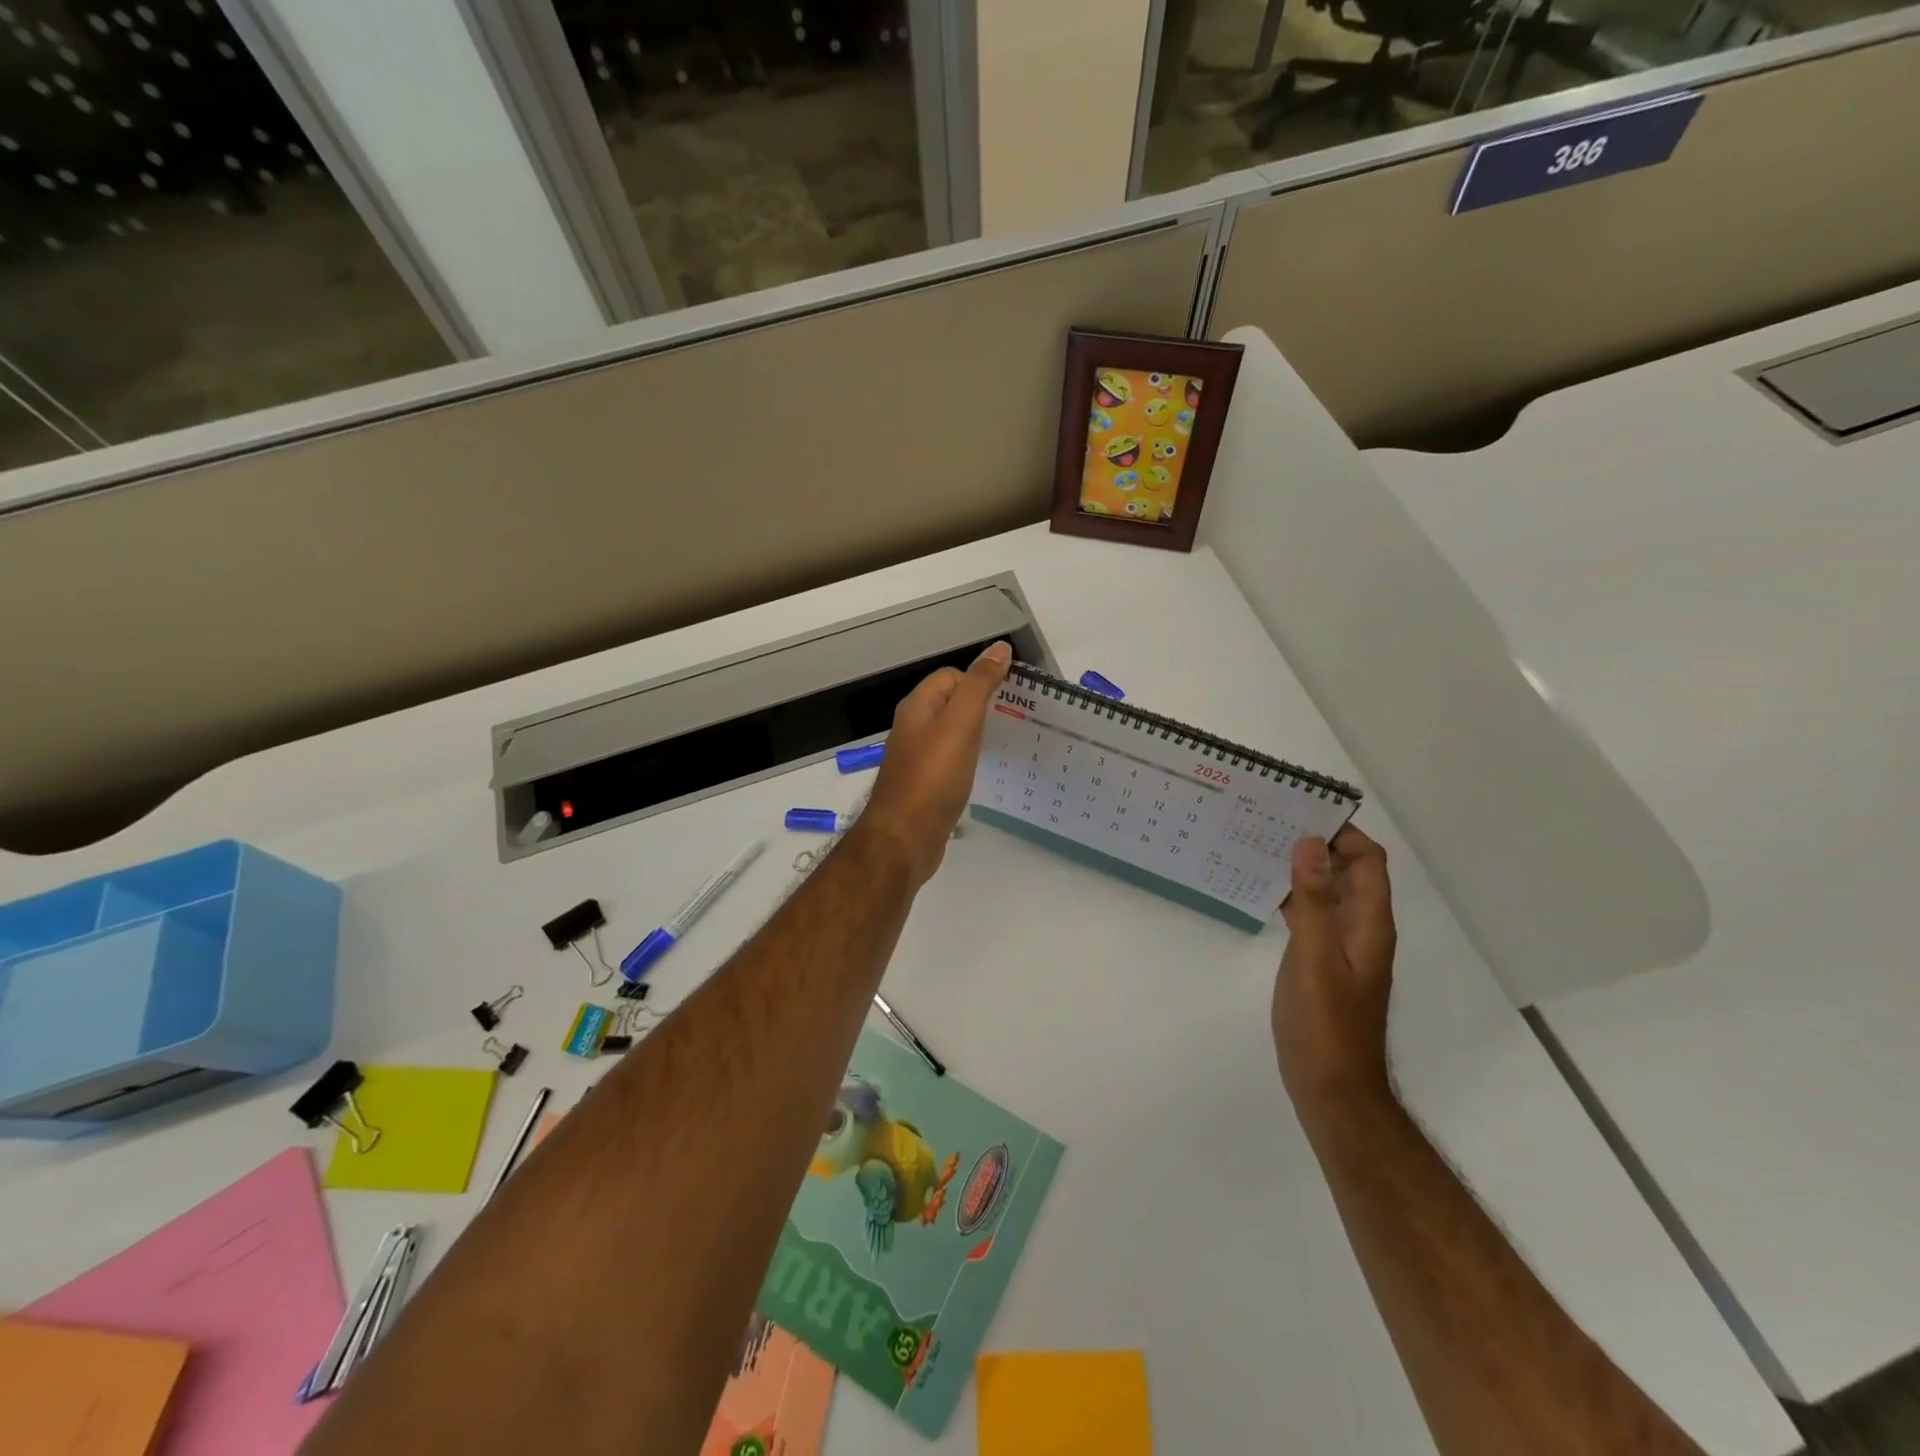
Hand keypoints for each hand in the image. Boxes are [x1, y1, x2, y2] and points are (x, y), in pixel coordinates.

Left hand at [857, 641, 1011, 885]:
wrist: (905, 838)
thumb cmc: (933, 777)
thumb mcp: (961, 724)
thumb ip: (979, 685)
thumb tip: (998, 649)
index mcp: (918, 707)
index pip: (951, 676)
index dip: (979, 681)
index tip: (1011, 698)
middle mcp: (913, 729)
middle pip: (952, 704)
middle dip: (982, 707)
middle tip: (1017, 720)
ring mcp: (917, 759)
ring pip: (952, 734)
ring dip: (978, 735)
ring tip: (1008, 744)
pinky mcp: (925, 786)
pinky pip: (951, 762)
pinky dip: (970, 761)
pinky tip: (986, 772)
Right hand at [1273, 824, 1396, 1117]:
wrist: (1332, 1088)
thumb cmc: (1325, 1025)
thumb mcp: (1315, 959)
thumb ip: (1313, 902)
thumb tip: (1310, 843)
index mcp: (1369, 924)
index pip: (1368, 861)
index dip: (1342, 833)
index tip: (1300, 811)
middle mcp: (1361, 929)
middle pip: (1348, 871)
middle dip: (1317, 844)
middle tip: (1269, 823)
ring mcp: (1342, 947)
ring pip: (1327, 892)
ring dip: (1301, 868)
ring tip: (1259, 848)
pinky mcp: (1322, 962)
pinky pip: (1312, 915)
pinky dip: (1292, 896)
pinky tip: (1261, 891)